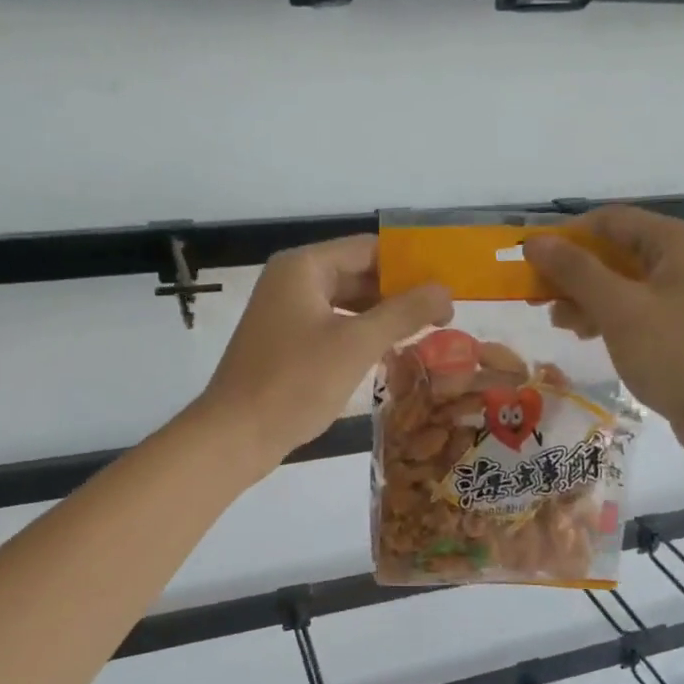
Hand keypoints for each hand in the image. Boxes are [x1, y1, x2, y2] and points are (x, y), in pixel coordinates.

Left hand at [196, 235, 452, 473]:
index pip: (370, 249)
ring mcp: (286, 312)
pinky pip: (332, 326)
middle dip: (400, 292)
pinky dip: (361, 334)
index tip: (448, 285)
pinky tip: (388, 352)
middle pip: (358, 273)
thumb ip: (404, 312)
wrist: (235, 435)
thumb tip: (446, 291)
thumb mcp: (357, 344)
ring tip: (426, 332)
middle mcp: (292, 280)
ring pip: (347, 303)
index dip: (411, 264)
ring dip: (383, 315)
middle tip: (445, 314)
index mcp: (304, 267)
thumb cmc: (296, 382)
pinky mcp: (285, 342)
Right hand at [523, 206, 683, 437]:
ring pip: (620, 281)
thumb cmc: (673, 354)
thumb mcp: (618, 309)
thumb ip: (574, 271)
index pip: (609, 221)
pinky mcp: (680, 323)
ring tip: (561, 324)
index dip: (566, 237)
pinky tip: (586, 334)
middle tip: (538, 299)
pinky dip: (606, 315)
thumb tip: (533, 242)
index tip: (532, 264)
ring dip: (585, 297)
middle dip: (573, 273)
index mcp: (676, 242)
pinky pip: (633, 306)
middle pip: (613, 251)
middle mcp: (683, 258)